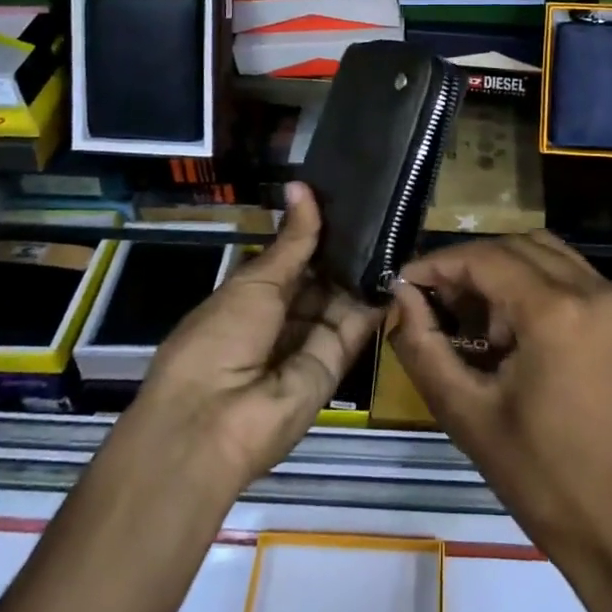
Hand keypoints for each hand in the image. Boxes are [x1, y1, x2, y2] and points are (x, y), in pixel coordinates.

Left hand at [121, 183, 382, 497]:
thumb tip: (302, 187)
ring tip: (396, 224)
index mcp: (252, 295)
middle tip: (381, 205)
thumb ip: (292, 241)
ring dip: (364, 268)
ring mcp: (310, 340)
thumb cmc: (218, 339)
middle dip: (345, 247)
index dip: (315, 229)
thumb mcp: (255, 282)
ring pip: (342, 297)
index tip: (347, 196)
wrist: (213, 423)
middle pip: (321, 277)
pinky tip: (398, 263)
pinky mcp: (336, 363)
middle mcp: (283, 317)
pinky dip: (376, 298)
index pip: (292, 256)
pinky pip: (358, 325)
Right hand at [387, 232, 611, 581]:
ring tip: (469, 315)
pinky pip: (570, 276)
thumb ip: (424, 347)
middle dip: (468, 266)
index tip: (403, 284)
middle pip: (515, 246)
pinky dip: (533, 283)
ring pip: (545, 254)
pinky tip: (510, 328)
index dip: (437, 263)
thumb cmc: (546, 483)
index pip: (485, 257)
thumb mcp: (469, 416)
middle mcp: (594, 289)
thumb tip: (400, 298)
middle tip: (433, 301)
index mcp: (557, 311)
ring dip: (502, 270)